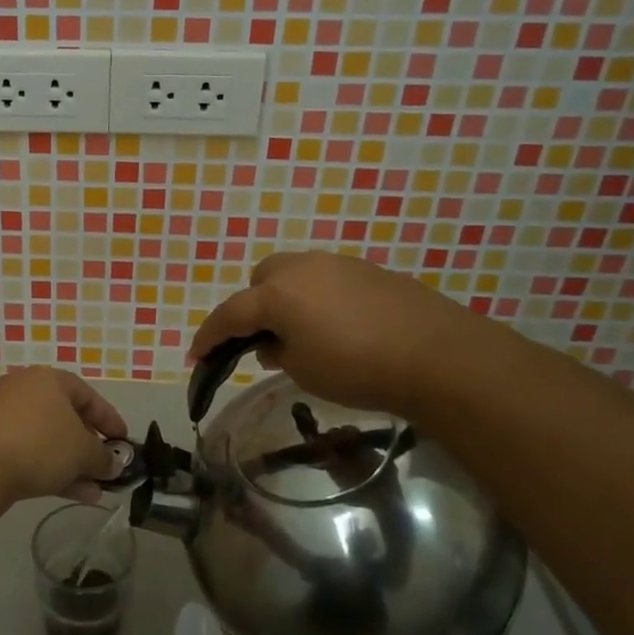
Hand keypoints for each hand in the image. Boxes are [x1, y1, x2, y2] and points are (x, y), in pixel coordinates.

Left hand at [0, 367, 127, 507]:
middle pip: (65, 418)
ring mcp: (2, 418)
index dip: (109, 420)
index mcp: (48, 380)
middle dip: (88, 447)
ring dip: (72, 465)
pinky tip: (70, 494)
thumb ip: (103, 458)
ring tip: (93, 492)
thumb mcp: (83, 451)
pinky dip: (49, 470)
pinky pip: (28, 454)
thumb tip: (113, 465)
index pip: (87, 395)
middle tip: (106, 469)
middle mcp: (24, 391)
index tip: (124, 443)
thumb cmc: (40, 443)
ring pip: (47, 440)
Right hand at [187, 251, 486, 416]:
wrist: (438, 355)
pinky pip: (327, 279)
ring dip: (287, 299)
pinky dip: (319, 298)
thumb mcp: (304, 371)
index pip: (229, 314)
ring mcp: (337, 263)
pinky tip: (339, 326)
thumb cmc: (357, 368)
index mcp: (275, 294)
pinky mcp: (368, 270)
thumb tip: (271, 343)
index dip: (208, 338)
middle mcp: (300, 268)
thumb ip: (277, 353)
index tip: (195, 358)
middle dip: (252, 307)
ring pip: (295, 274)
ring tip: (303, 333)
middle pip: (260, 280)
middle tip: (262, 340)